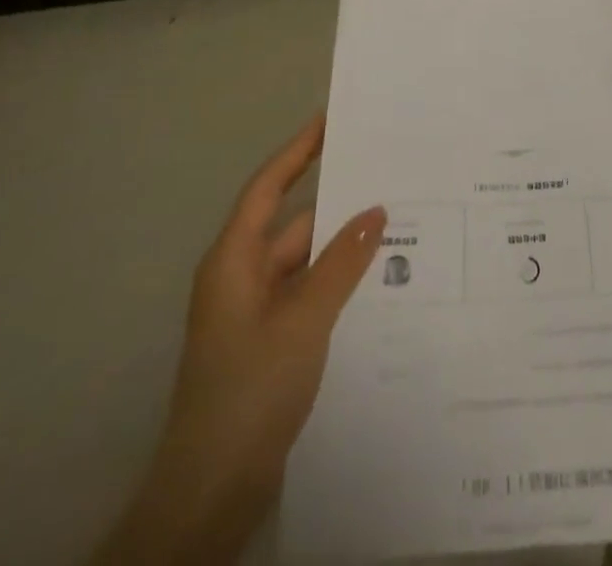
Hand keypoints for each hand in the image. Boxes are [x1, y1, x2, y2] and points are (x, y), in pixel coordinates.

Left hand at [92, 116, 383, 565]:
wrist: (211, 492)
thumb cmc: (249, 390)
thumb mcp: (303, 320)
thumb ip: (342, 263)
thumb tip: (376, 210)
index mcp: (234, 260)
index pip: (268, 187)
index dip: (297, 151)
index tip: (330, 120)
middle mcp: (242, 277)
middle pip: (293, 223)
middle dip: (338, 202)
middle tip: (388, 176)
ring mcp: (255, 313)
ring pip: (306, 262)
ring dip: (343, 247)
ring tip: (399, 224)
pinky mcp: (270, 343)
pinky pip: (309, 294)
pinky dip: (339, 283)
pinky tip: (380, 281)